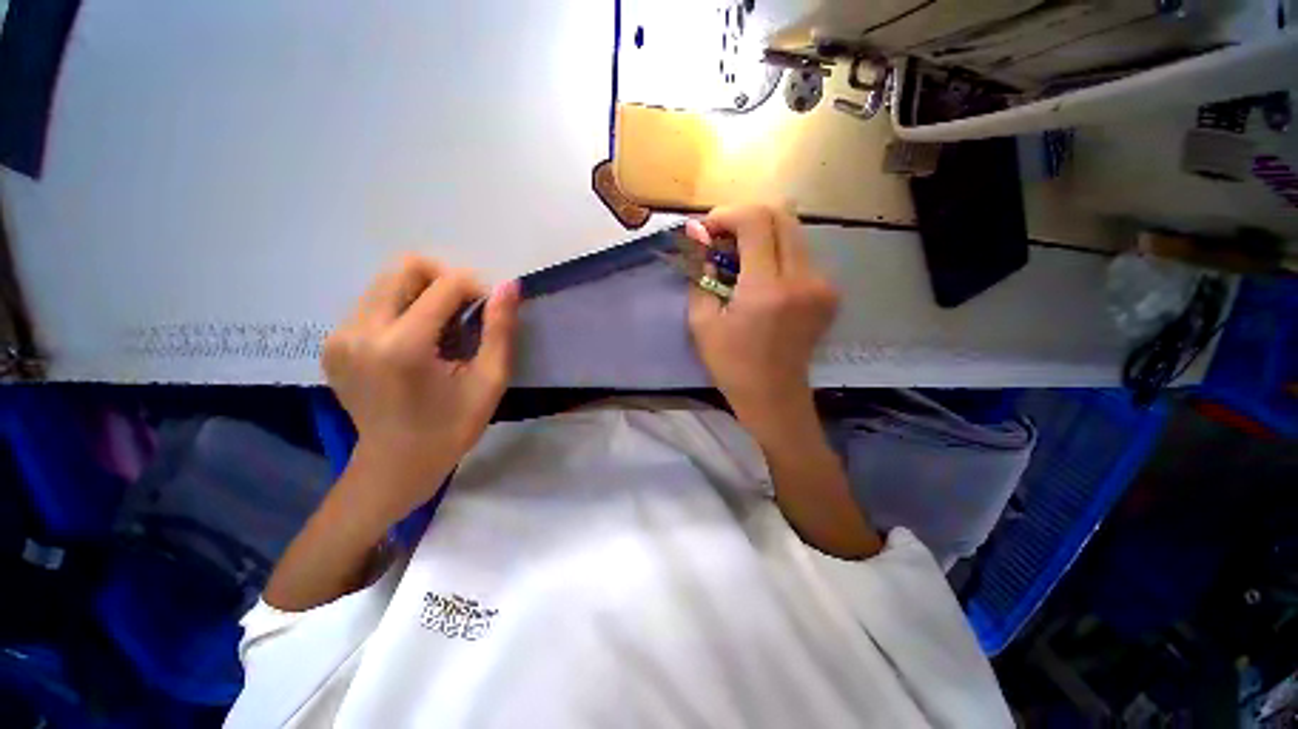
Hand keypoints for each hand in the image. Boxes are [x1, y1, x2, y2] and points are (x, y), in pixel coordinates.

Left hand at [322, 255, 519, 522]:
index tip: (488, 313)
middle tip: (464, 313)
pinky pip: (374, 302)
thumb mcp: (489, 381)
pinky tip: (417, 342)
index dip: (476, 288)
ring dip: (424, 294)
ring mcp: (339, 336)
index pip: (444, 284)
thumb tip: (509, 286)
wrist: (395, 465)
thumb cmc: (452, 427)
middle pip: (406, 267)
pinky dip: (404, 309)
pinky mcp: (332, 342)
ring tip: (441, 332)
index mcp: (402, 346)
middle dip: (445, 280)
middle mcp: (361, 331)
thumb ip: (500, 330)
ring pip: (388, 281)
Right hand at [686, 204, 837, 442]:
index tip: (708, 229)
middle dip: (746, 218)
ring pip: (793, 232)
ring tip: (739, 256)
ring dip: (762, 234)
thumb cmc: (732, 365)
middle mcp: (803, 279)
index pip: (756, 221)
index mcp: (767, 289)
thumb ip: (701, 276)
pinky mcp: (828, 293)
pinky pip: (801, 254)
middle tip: (722, 238)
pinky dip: (777, 252)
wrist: (774, 396)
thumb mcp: (702, 322)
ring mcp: (822, 285)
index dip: (728, 214)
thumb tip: (703, 245)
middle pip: (781, 216)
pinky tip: (760, 274)